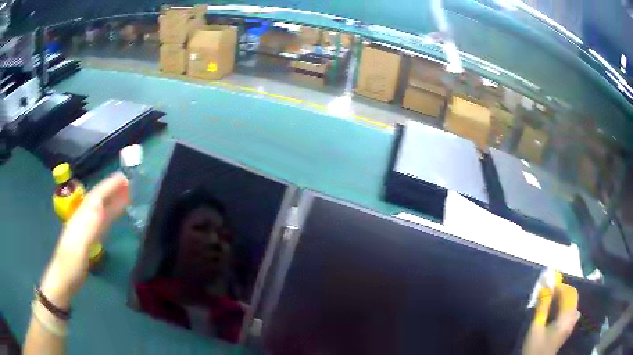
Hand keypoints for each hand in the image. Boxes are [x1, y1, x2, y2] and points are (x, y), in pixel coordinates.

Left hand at [40, 173, 129, 307]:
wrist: (65, 279)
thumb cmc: (71, 264)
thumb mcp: (79, 244)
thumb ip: (88, 225)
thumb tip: (100, 205)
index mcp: (81, 217)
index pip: (96, 196)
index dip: (109, 186)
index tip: (123, 178)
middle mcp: (84, 218)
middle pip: (99, 200)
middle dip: (112, 190)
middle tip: (129, 182)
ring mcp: (87, 229)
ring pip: (102, 210)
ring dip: (113, 201)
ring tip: (127, 194)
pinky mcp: (90, 240)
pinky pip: (103, 222)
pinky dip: (111, 214)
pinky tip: (116, 213)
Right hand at [523, 284, 580, 354]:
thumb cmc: (536, 347)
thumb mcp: (536, 328)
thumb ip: (542, 307)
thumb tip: (545, 288)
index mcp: (566, 317)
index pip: (569, 293)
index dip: (560, 286)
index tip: (549, 285)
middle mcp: (572, 318)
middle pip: (573, 297)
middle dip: (563, 291)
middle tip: (551, 292)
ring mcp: (571, 324)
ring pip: (573, 304)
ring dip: (565, 298)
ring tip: (554, 301)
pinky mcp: (568, 329)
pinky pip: (572, 311)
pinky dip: (566, 306)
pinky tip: (557, 312)